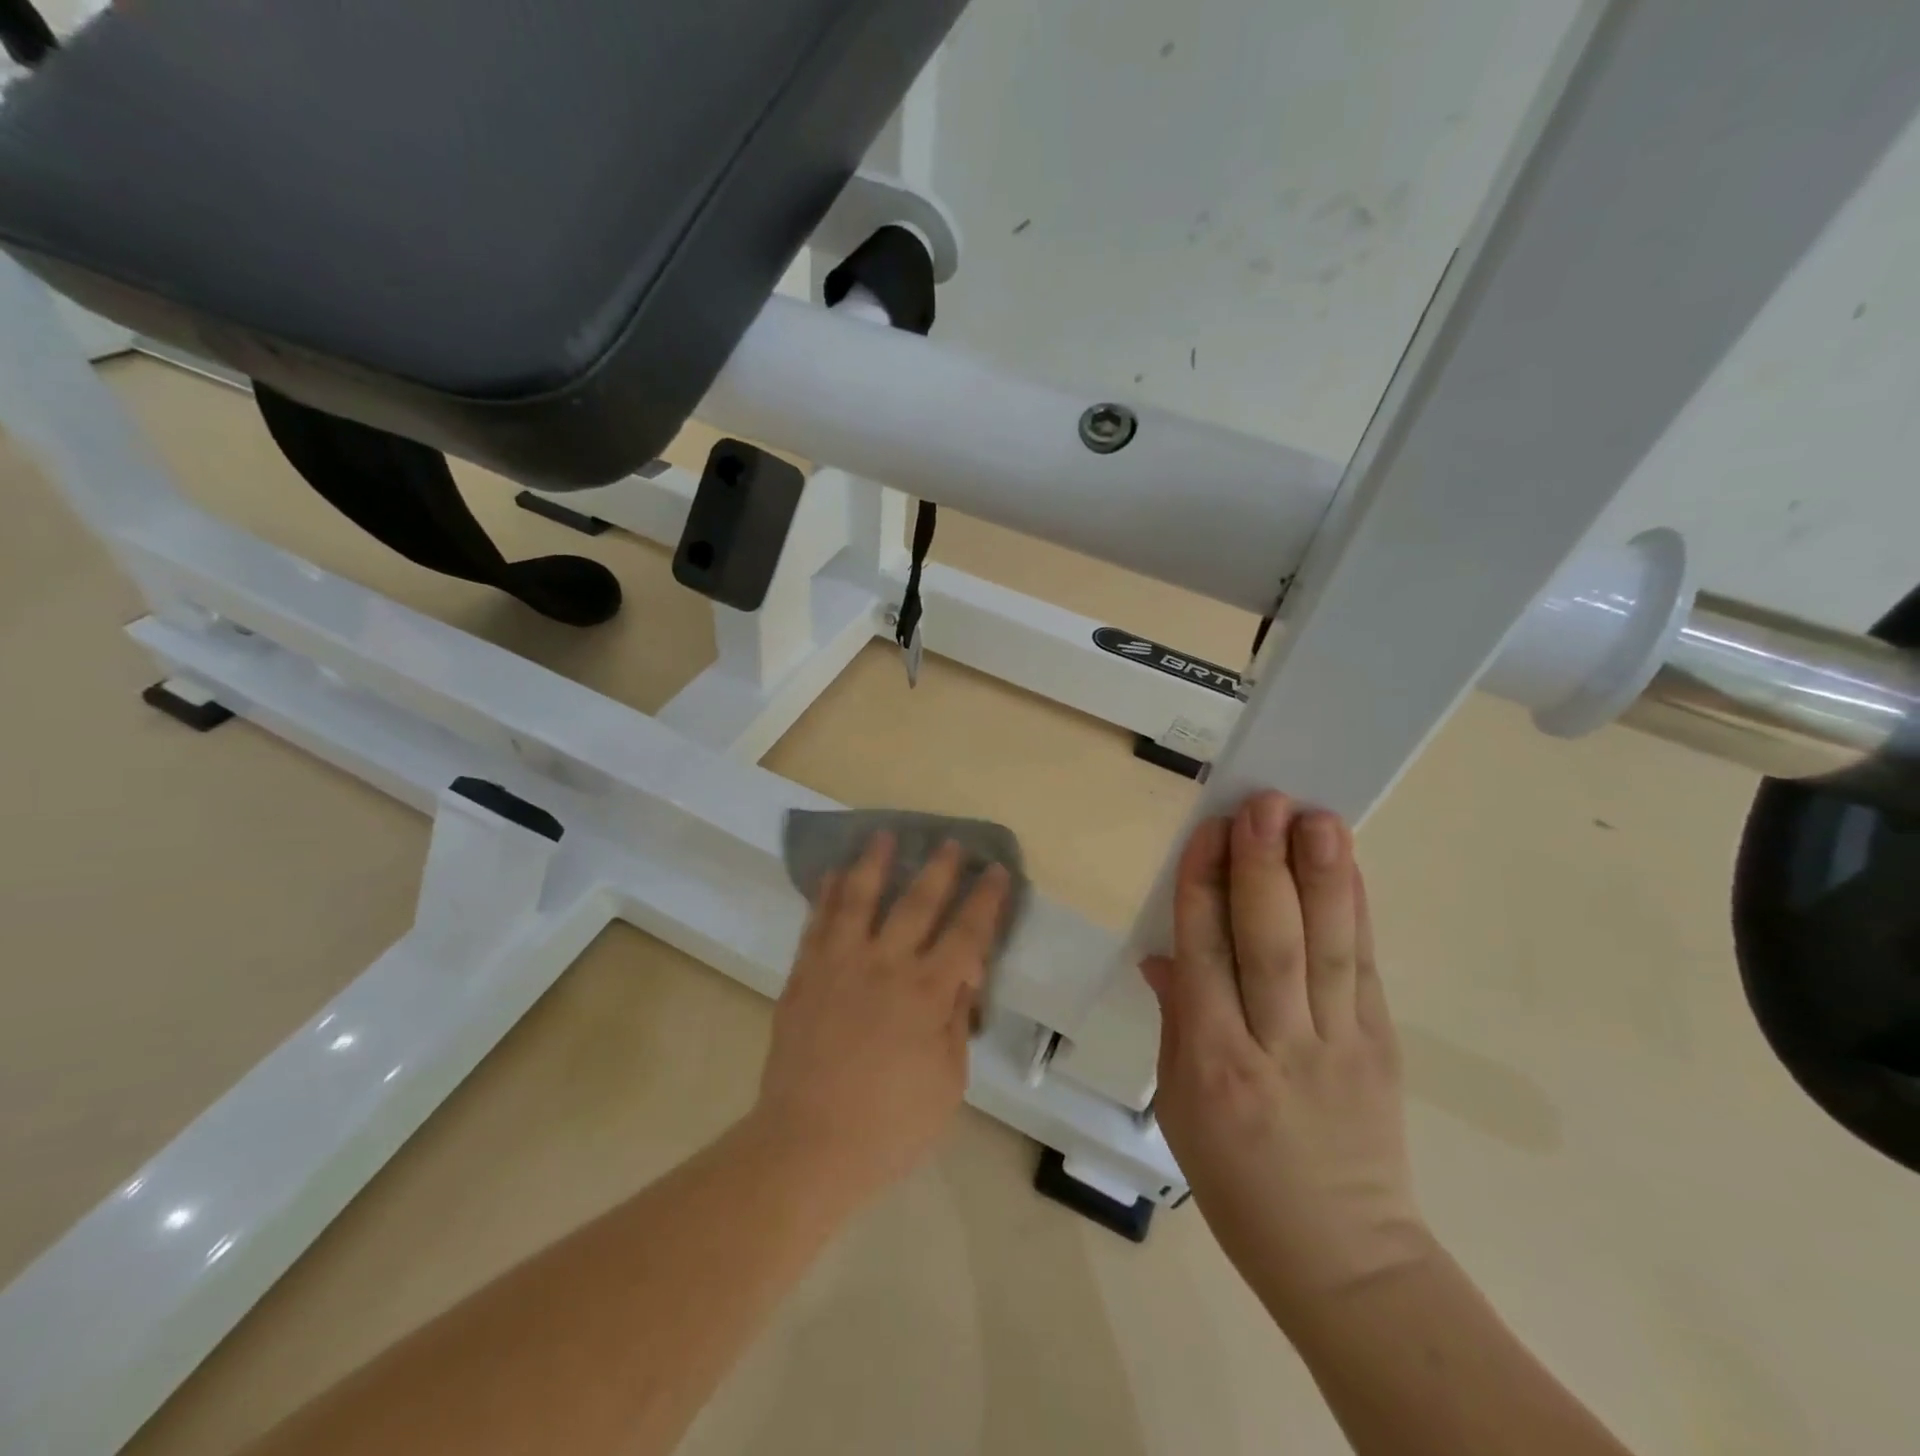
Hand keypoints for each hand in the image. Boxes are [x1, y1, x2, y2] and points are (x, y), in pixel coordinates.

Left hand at [755, 832, 1009, 1206]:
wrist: (808, 1145)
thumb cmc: (890, 1125)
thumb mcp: (947, 1082)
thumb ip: (957, 1021)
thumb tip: (965, 974)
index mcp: (927, 994)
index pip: (967, 934)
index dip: (985, 900)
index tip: (996, 871)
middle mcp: (885, 966)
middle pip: (916, 904)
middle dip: (938, 869)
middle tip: (950, 841)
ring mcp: (840, 966)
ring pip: (859, 900)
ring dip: (874, 864)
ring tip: (882, 835)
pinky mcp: (805, 976)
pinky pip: (817, 924)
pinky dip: (827, 895)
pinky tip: (833, 875)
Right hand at [1143, 792, 1430, 1324]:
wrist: (1342, 1256)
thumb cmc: (1236, 1181)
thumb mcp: (1178, 1105)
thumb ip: (1175, 1019)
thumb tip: (1166, 952)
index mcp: (1212, 1064)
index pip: (1203, 956)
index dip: (1202, 888)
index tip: (1208, 830)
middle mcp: (1275, 1047)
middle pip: (1268, 944)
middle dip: (1262, 868)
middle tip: (1263, 804)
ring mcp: (1338, 1047)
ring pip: (1325, 950)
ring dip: (1321, 877)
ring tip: (1316, 818)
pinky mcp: (1382, 1048)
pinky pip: (1363, 969)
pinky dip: (1355, 912)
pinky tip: (1349, 867)